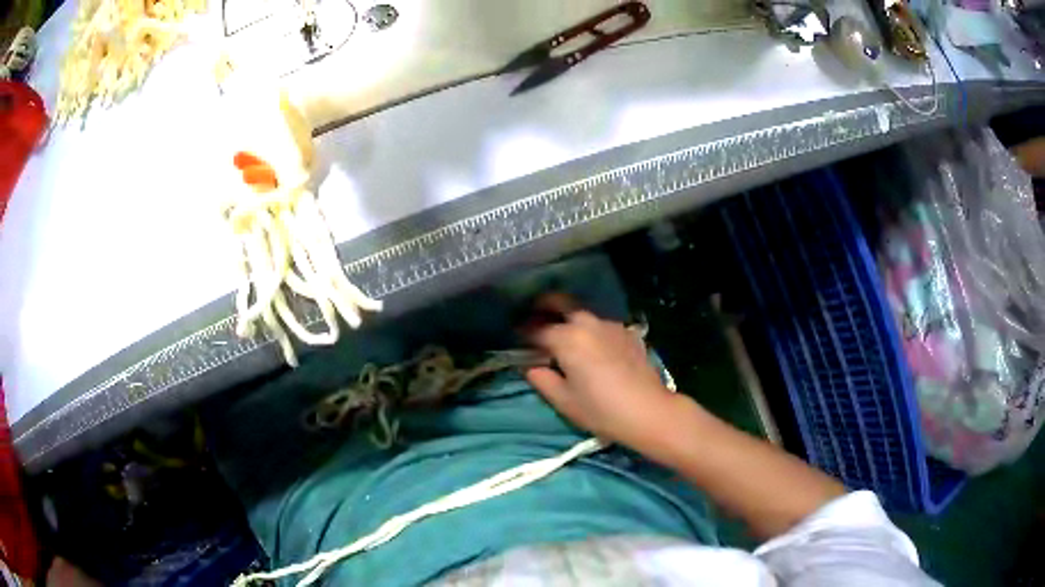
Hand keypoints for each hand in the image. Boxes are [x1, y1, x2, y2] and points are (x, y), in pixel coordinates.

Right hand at [524, 294, 681, 448]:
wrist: (648, 411)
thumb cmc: (601, 409)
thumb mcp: (563, 400)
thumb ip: (541, 378)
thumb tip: (530, 365)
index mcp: (567, 338)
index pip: (536, 328)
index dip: (522, 332)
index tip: (515, 337)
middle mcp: (587, 323)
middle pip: (560, 302)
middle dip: (543, 306)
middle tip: (534, 319)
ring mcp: (610, 325)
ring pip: (582, 313)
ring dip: (568, 319)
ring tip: (563, 337)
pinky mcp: (627, 332)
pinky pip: (601, 325)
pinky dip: (589, 330)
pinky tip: (592, 348)